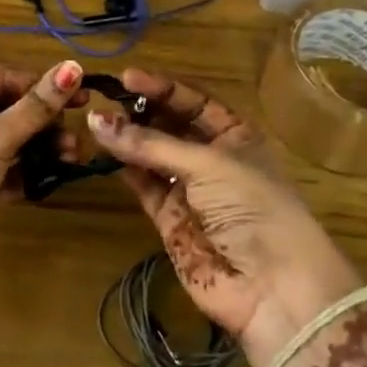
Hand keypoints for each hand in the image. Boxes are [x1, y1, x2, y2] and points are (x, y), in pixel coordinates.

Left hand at [0, 60, 86, 286]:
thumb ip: (37, 106)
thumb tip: (73, 66)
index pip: (1, 78)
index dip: (40, 85)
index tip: (80, 95)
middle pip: (8, 109)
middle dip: (44, 121)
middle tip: (76, 133)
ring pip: (11, 140)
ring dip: (42, 146)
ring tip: (72, 156)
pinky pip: (8, 169)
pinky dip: (30, 170)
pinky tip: (57, 174)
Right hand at [87, 69, 364, 366]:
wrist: (272, 288)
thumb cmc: (252, 207)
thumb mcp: (207, 165)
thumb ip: (150, 144)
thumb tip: (96, 120)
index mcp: (235, 135)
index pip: (193, 102)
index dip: (161, 88)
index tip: (125, 78)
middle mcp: (212, 158)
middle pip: (170, 126)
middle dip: (140, 112)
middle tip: (103, 99)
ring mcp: (190, 190)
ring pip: (152, 155)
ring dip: (128, 139)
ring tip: (94, 121)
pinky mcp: (170, 219)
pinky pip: (144, 185)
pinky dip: (125, 169)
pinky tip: (104, 151)